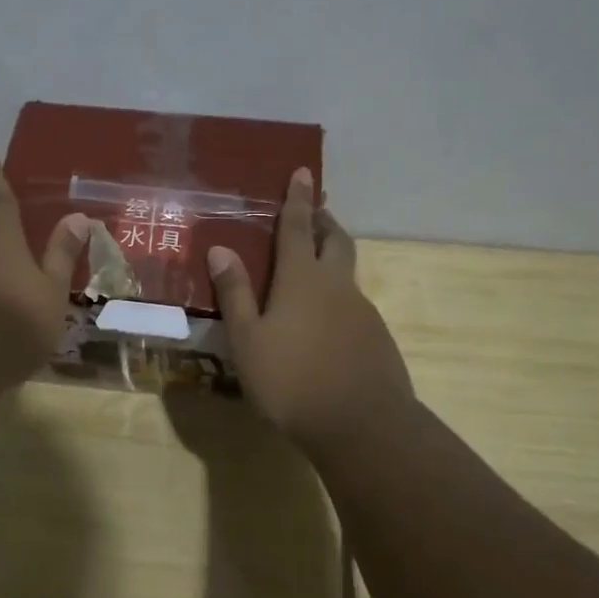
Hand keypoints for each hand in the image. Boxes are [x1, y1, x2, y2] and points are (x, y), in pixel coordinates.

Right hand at [207, 169, 415, 453]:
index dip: (297, 199)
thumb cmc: (292, 379)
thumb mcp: (248, 339)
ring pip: (347, 273)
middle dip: (324, 221)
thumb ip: (235, 293)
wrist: (362, 425)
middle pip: (335, 240)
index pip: (297, 227)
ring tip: (312, 271)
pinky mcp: (377, 337)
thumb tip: (221, 248)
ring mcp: (362, 311)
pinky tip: (325, 325)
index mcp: (302, 279)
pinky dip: (338, 298)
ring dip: (332, 260)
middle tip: (315, 212)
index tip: (303, 172)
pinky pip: (354, 304)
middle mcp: (336, 285)